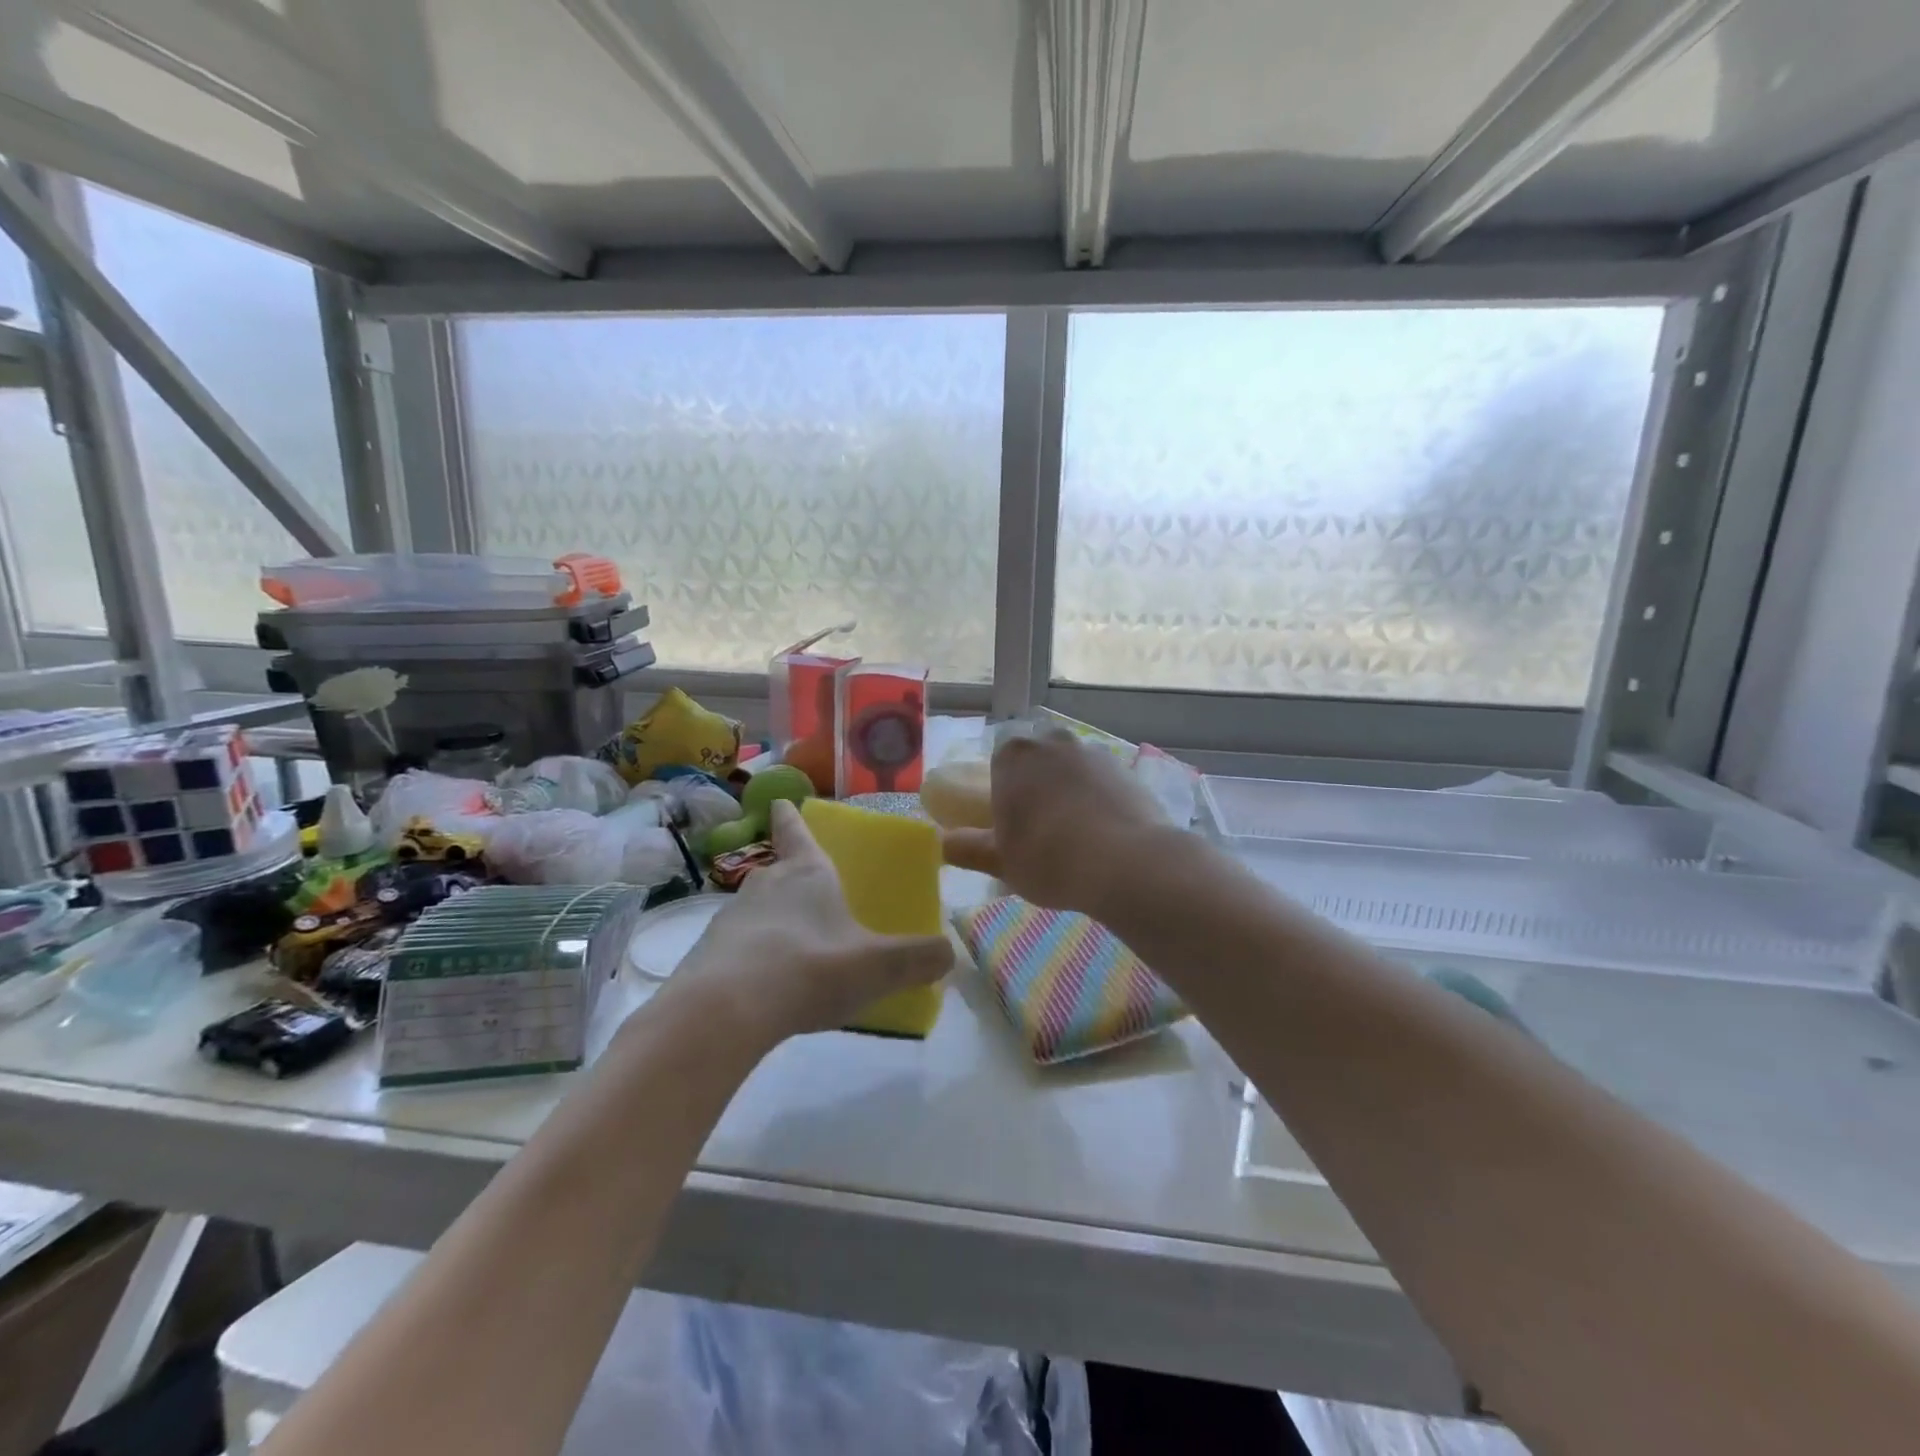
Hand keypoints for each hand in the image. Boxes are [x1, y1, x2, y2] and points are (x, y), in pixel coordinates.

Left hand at [673, 800, 951, 1041]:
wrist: (723, 1012)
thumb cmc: (809, 969)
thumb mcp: (877, 967)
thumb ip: (918, 958)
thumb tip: (948, 952)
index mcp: (807, 873)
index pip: (796, 830)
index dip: (791, 816)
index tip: (780, 802)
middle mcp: (766, 884)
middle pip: (778, 870)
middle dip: (793, 877)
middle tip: (814, 895)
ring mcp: (731, 917)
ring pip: (757, 909)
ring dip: (774, 921)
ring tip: (797, 949)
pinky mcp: (708, 954)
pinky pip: (739, 946)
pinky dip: (755, 956)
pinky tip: (770, 985)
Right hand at [942, 729, 1167, 912]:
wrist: (1126, 863)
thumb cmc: (1048, 858)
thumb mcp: (999, 862)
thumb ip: (966, 848)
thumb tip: (944, 842)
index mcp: (1014, 756)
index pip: (1000, 763)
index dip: (1004, 791)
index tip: (1011, 822)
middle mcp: (1052, 742)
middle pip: (1038, 759)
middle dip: (1037, 784)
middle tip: (1042, 828)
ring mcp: (1094, 752)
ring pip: (1072, 768)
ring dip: (1069, 790)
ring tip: (1077, 834)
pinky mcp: (1127, 770)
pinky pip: (1102, 782)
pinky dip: (1099, 799)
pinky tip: (1105, 834)